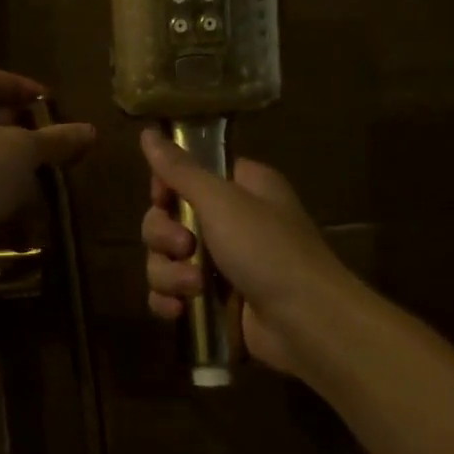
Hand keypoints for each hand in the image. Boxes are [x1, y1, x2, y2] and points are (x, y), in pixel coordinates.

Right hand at [140, 129, 343, 376]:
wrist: (306, 322)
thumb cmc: (267, 249)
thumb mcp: (221, 201)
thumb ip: (180, 170)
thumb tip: (147, 131)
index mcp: (241, 187)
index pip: (188, 174)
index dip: (166, 187)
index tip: (161, 199)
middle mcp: (232, 220)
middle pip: (168, 218)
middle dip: (164, 237)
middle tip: (184, 246)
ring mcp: (222, 264)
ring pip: (166, 259)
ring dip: (169, 274)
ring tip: (193, 287)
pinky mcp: (215, 301)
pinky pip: (173, 293)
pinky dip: (169, 300)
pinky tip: (179, 310)